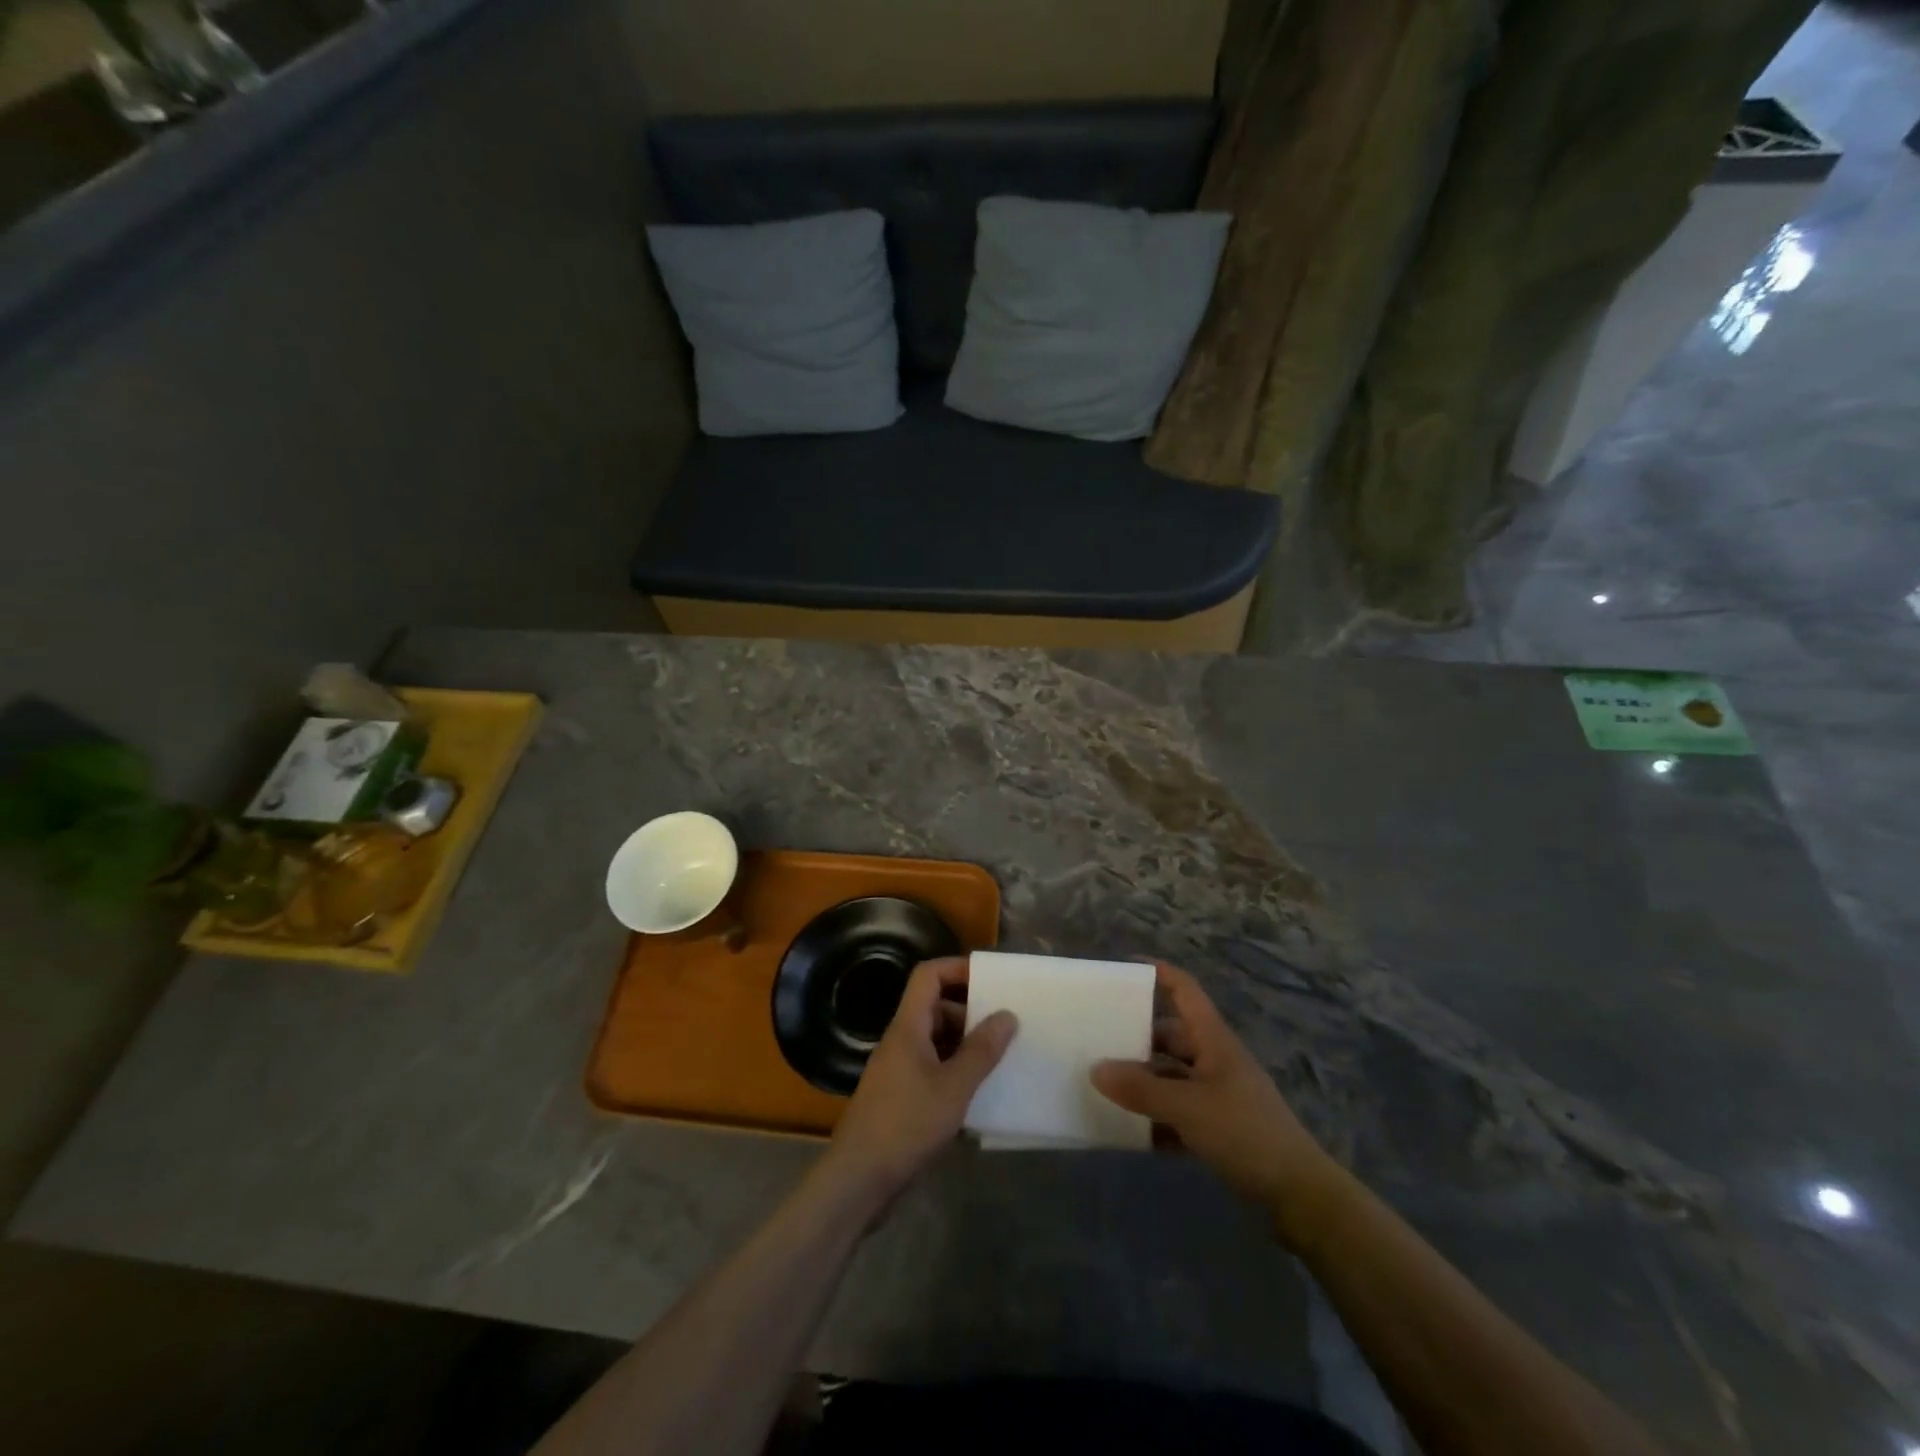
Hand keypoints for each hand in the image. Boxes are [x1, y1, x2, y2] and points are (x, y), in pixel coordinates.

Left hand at [822, 956, 1016, 1202]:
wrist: (858, 1181)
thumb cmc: (906, 1125)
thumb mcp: (953, 1088)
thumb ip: (981, 1050)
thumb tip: (1007, 1014)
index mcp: (908, 1027)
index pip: (928, 976)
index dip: (958, 969)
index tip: (992, 979)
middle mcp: (900, 1041)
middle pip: (934, 1007)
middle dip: (969, 1010)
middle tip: (1005, 1024)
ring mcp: (898, 1070)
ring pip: (935, 1040)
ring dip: (964, 1043)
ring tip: (999, 1057)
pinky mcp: (899, 1098)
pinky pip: (931, 1068)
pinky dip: (954, 1071)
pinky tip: (978, 1093)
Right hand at [1091, 962, 1343, 1233]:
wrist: (1300, 1195)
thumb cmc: (1245, 1133)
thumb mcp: (1188, 1107)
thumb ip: (1141, 1089)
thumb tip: (1095, 1069)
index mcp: (1213, 1039)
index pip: (1184, 990)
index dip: (1157, 973)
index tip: (1122, 968)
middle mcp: (1215, 1059)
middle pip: (1170, 1035)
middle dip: (1136, 1036)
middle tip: (1097, 1039)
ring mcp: (1218, 1094)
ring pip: (1171, 1075)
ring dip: (1143, 1081)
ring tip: (1104, 1085)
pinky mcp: (1219, 1127)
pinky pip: (1178, 1111)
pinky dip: (1155, 1116)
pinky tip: (1129, 1129)